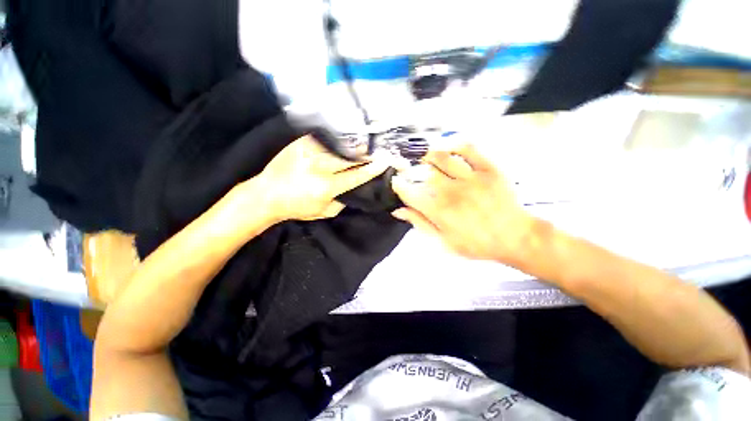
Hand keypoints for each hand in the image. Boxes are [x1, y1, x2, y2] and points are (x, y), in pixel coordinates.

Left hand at [252, 135, 388, 222]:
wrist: (266, 195)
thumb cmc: (296, 207)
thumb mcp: (324, 212)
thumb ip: (342, 201)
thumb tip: (354, 189)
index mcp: (326, 187)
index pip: (355, 176)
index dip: (372, 169)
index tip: (384, 162)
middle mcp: (319, 167)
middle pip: (350, 158)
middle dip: (366, 155)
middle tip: (377, 152)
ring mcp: (308, 152)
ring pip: (339, 146)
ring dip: (354, 146)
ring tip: (365, 144)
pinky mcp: (300, 143)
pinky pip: (324, 139)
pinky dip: (337, 139)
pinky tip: (345, 139)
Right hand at [391, 143, 534, 262]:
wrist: (514, 237)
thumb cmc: (477, 243)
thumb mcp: (443, 242)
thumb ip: (420, 224)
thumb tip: (398, 211)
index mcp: (440, 212)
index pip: (410, 193)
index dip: (399, 185)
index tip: (396, 181)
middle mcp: (452, 192)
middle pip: (424, 173)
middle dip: (411, 169)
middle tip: (408, 168)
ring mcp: (471, 178)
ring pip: (442, 158)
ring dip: (428, 155)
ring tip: (424, 157)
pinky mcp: (488, 169)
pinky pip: (469, 149)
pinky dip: (455, 144)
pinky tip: (447, 147)